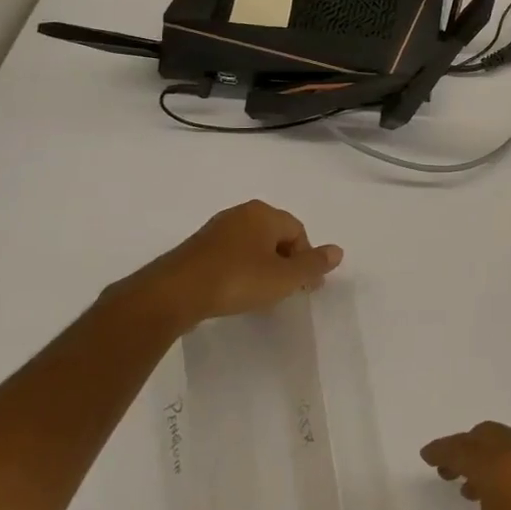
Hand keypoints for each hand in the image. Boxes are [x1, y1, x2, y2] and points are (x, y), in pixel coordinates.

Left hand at [105, 200, 341, 333]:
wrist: (173, 294)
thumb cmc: (237, 280)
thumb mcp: (284, 278)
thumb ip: (313, 265)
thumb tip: (338, 251)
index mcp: (264, 213)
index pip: (298, 231)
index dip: (306, 259)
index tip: (305, 287)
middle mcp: (240, 214)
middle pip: (275, 237)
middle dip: (285, 263)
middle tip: (286, 291)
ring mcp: (214, 230)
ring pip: (251, 247)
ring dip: (261, 268)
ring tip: (260, 295)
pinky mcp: (194, 249)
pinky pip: (228, 257)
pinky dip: (238, 272)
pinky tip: (234, 293)